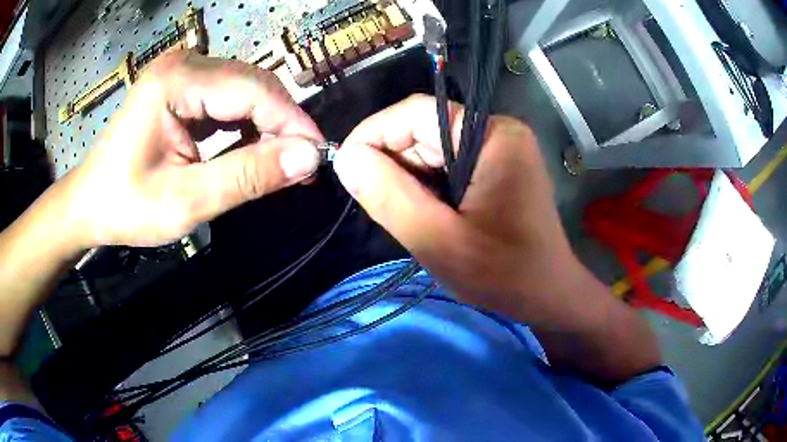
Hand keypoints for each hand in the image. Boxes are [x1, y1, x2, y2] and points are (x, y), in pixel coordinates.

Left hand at [59, 51, 322, 248]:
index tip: (318, 157)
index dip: (292, 122)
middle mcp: (184, 63)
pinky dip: (248, 124)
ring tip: (283, 162)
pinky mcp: (184, 86)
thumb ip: (246, 177)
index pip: (253, 89)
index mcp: (176, 81)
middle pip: (253, 84)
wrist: (90, 203)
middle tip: (302, 166)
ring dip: (268, 125)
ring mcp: (183, 71)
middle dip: (282, 124)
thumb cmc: (126, 206)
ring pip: (246, 90)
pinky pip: (230, 99)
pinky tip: (255, 148)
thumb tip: (308, 159)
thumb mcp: (185, 202)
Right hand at [333, 95, 660, 382]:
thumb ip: (389, 197)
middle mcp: (496, 132)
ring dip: (407, 178)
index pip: (417, 112)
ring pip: (431, 148)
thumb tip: (346, 158)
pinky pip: (445, 164)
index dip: (374, 133)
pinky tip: (428, 214)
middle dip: (391, 162)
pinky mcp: (495, 167)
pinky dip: (425, 186)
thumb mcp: (438, 241)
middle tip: (378, 205)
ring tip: (407, 216)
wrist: (547, 296)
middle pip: (424, 129)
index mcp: (492, 136)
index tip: (347, 169)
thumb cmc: (503, 274)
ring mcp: (498, 149)